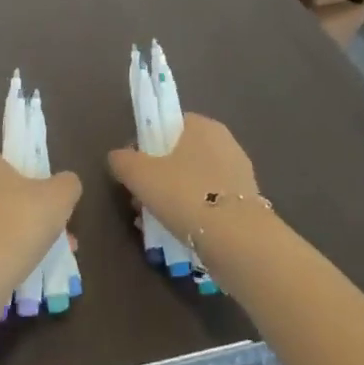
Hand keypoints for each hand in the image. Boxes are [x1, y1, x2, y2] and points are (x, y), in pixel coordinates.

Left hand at [0, 150, 80, 292]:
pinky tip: (17, 274)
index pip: (7, 166)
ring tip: (41, 260)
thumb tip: (64, 185)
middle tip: (50, 236)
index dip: (31, 185)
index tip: (48, 208)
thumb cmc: (17, 222)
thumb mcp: (59, 195)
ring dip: (13, 237)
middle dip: (25, 215)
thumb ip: (67, 183)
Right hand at [107, 114, 259, 243]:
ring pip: (194, 180)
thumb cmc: (185, 194)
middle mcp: (225, 143)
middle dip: (158, 175)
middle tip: (140, 198)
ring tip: (154, 221)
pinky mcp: (246, 203)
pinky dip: (193, 212)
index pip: (169, 124)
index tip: (134, 168)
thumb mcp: (140, 174)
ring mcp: (239, 173)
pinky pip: (209, 201)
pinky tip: (178, 231)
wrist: (236, 240)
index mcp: (202, 126)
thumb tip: (118, 157)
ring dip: (173, 196)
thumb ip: (123, 160)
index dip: (147, 144)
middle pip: (180, 154)